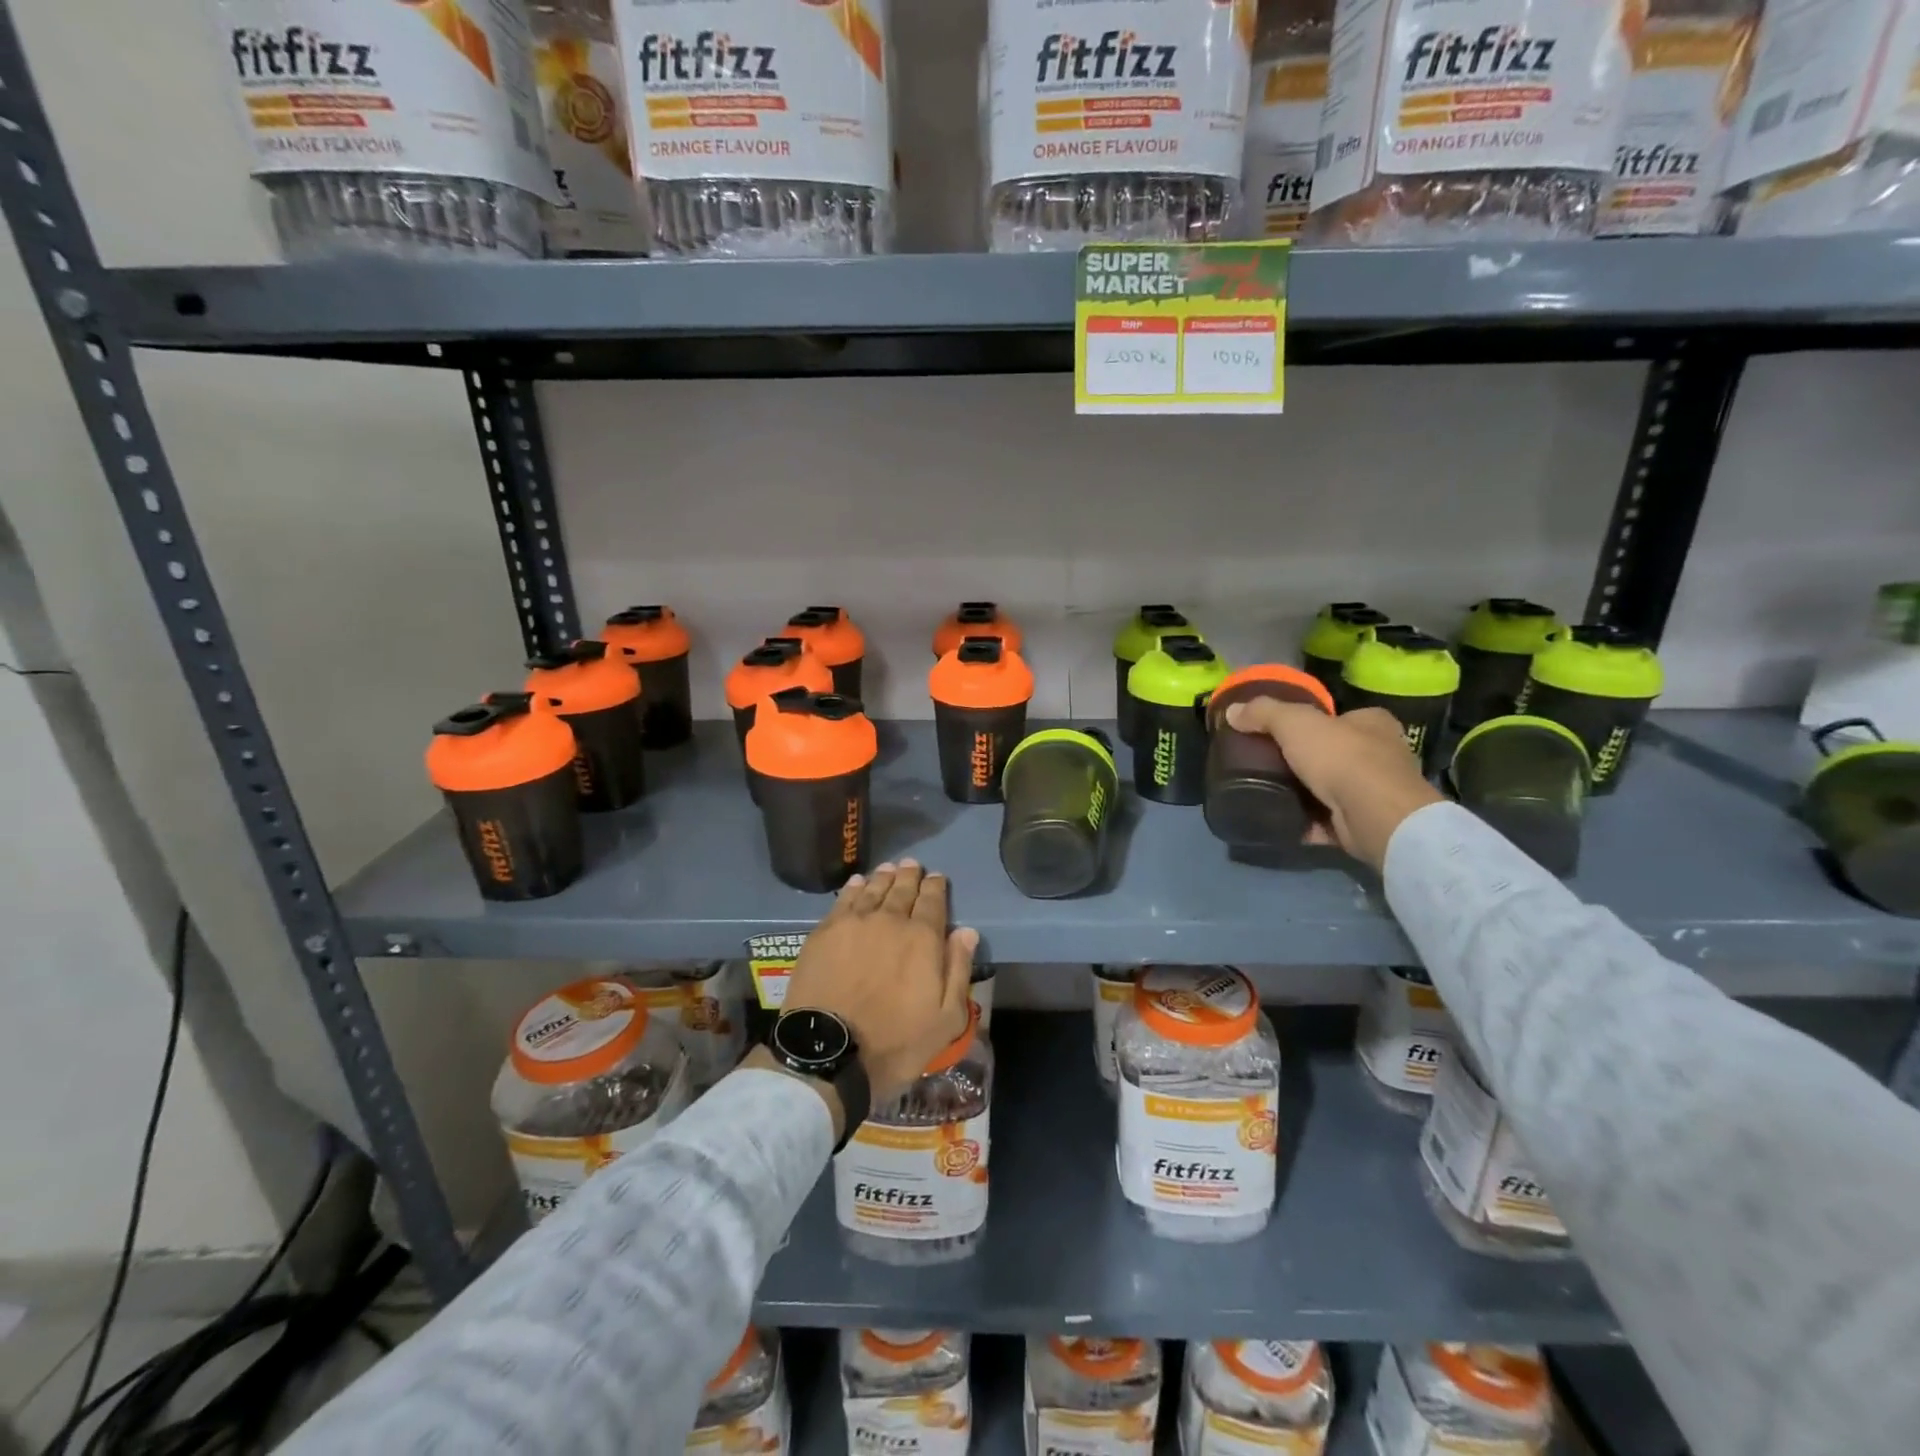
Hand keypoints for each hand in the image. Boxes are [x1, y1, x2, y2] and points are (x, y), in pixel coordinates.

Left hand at [782, 860, 978, 1110]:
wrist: (829, 1053)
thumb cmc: (895, 1042)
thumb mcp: (945, 1019)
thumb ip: (958, 970)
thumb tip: (966, 931)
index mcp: (922, 939)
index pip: (932, 901)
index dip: (936, 887)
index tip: (937, 877)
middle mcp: (889, 920)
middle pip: (902, 889)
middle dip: (910, 876)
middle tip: (912, 864)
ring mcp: (854, 923)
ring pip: (873, 889)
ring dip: (883, 877)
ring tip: (889, 868)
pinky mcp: (825, 932)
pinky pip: (844, 900)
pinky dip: (854, 888)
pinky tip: (857, 882)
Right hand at [1222, 700, 1442, 870]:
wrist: (1375, 816)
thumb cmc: (1342, 758)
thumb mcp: (1295, 723)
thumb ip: (1263, 713)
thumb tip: (1231, 711)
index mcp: (1373, 723)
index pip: (1340, 717)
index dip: (1312, 723)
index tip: (1280, 734)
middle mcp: (1382, 754)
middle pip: (1334, 753)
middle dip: (1305, 761)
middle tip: (1267, 765)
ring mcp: (1376, 793)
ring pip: (1331, 788)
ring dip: (1304, 794)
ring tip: (1266, 793)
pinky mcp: (1366, 824)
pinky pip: (1327, 821)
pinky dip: (1306, 822)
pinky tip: (1279, 821)